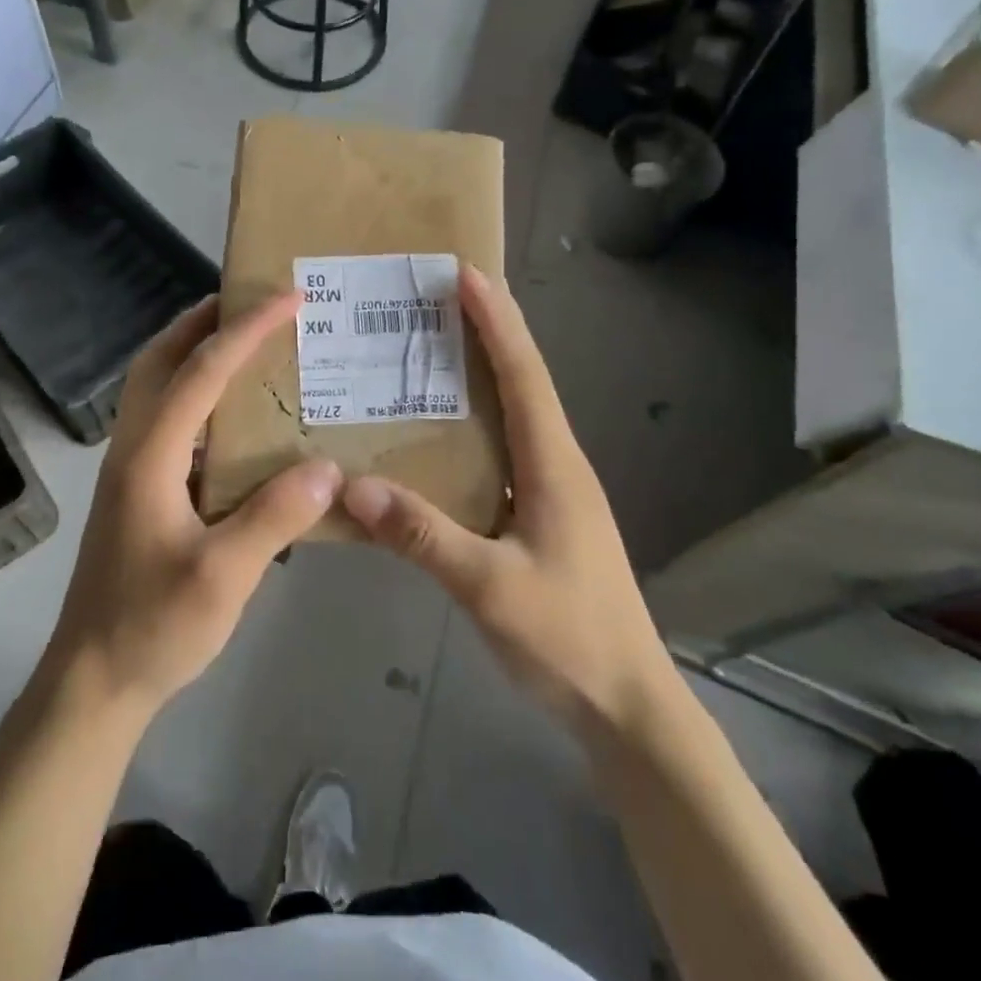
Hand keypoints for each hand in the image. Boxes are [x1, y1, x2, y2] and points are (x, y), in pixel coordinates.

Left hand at [39, 291, 341, 720]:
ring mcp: (130, 467)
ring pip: (156, 385)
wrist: (91, 680)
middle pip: (160, 359)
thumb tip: (328, 467)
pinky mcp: (138, 488)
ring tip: (247, 340)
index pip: (200, 371)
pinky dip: (196, 391)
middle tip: (254, 300)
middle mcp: (133, 447)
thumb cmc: (152, 627)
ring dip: (195, 349)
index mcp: (149, 455)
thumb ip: (274, 517)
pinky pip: (167, 417)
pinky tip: (234, 414)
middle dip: (203, 319)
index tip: (288, 297)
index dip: (246, 328)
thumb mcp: (222, 577)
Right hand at [341, 265, 672, 737]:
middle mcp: (556, 464)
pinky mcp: (539, 515)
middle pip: (521, 381)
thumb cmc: (570, 639)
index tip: (466, 274)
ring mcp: (550, 490)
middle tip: (438, 297)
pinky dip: (473, 424)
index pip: (524, 375)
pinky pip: (500, 450)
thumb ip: (423, 535)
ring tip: (430, 348)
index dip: (497, 321)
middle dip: (488, 331)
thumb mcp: (489, 588)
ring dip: (481, 373)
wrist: (627, 707)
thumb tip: (352, 485)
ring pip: (512, 414)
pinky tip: (436, 433)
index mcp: (553, 465)